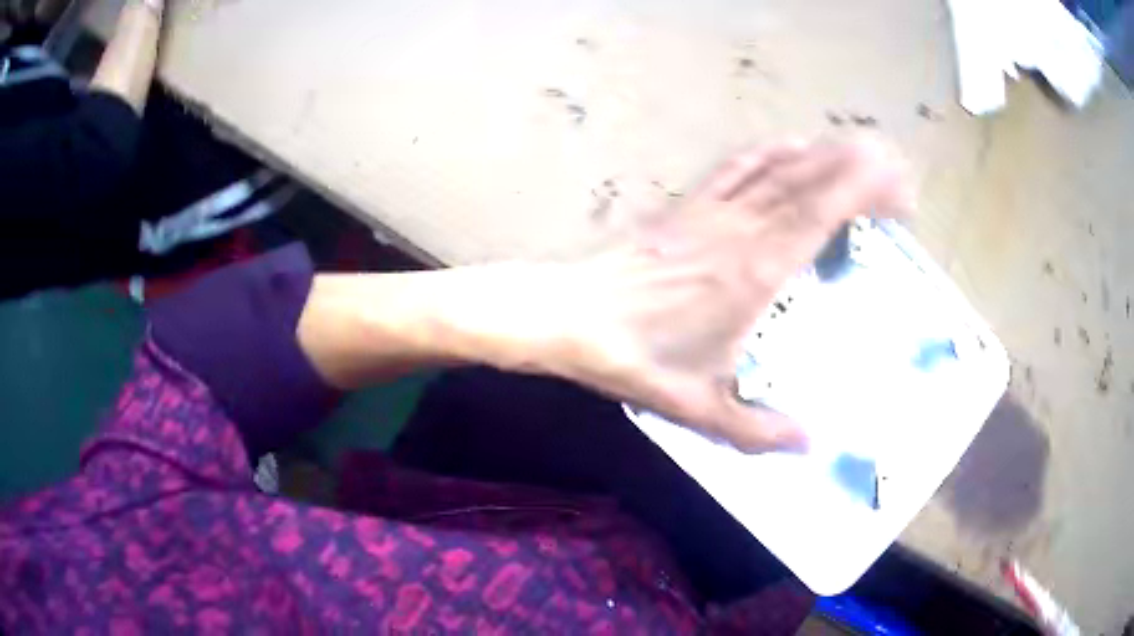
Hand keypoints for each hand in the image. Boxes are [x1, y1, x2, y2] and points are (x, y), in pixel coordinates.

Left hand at [542, 137, 912, 452]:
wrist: (572, 319)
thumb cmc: (637, 361)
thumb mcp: (700, 409)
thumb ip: (759, 431)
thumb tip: (811, 445)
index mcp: (755, 273)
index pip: (819, 215)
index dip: (862, 192)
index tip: (898, 190)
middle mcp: (741, 230)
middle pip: (810, 181)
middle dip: (859, 167)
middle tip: (897, 169)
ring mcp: (713, 211)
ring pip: (778, 167)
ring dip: (824, 153)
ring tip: (863, 150)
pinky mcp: (689, 206)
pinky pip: (737, 167)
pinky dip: (770, 151)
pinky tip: (793, 145)